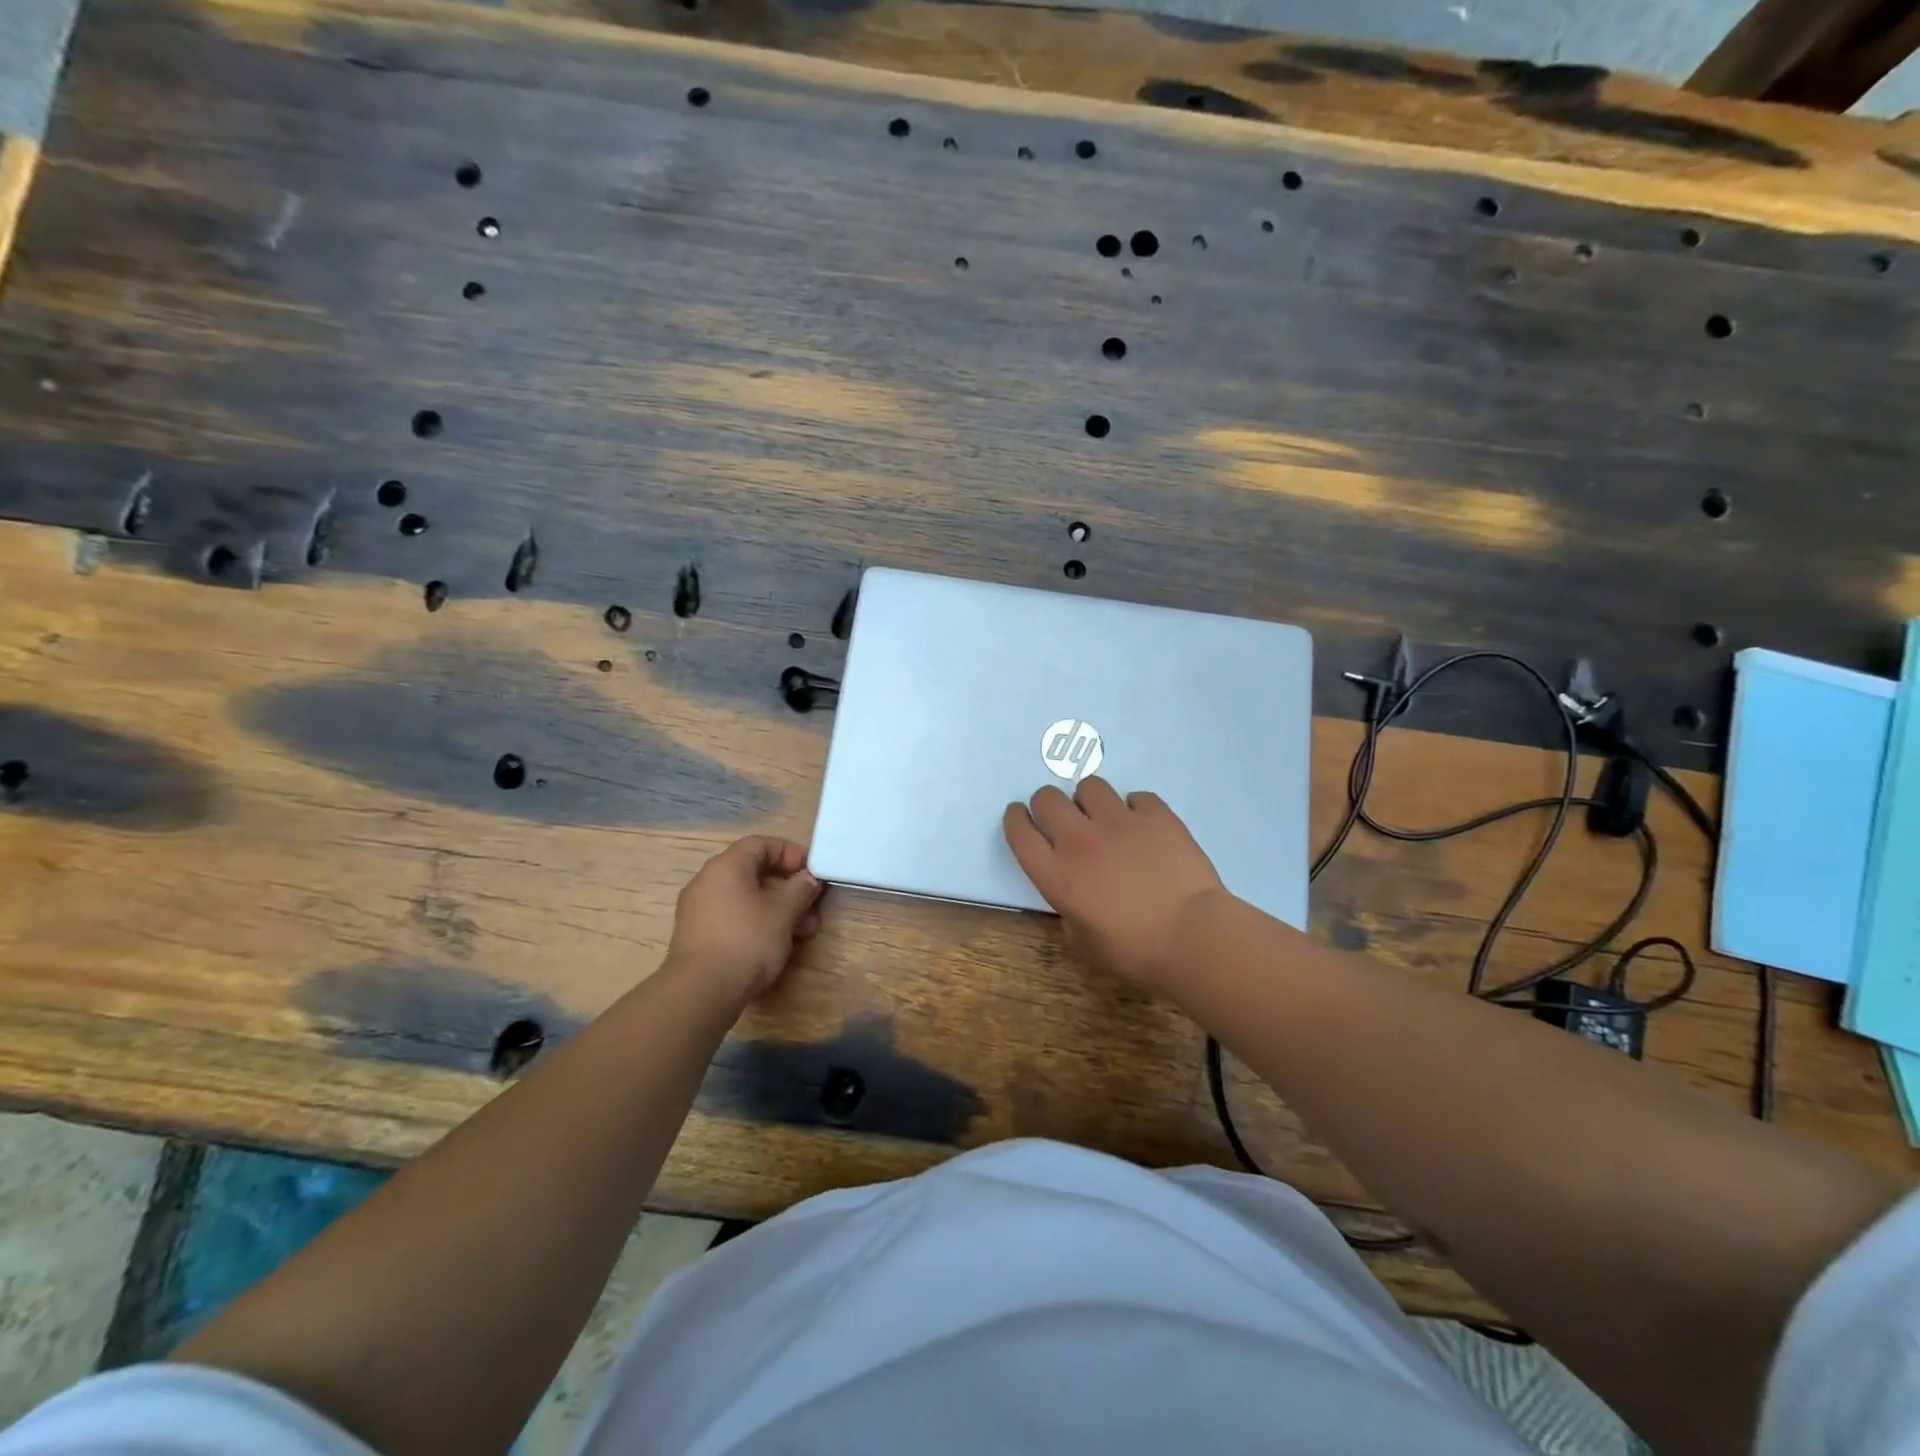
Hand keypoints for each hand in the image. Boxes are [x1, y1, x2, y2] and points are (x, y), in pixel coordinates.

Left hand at [666, 837, 824, 1001]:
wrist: (701, 992)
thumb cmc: (747, 940)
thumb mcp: (784, 912)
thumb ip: (800, 889)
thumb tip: (808, 879)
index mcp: (726, 866)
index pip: (760, 844)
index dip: (790, 852)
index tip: (811, 870)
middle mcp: (707, 881)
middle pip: (753, 873)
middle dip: (788, 888)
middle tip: (812, 906)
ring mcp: (698, 910)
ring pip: (746, 899)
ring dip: (777, 909)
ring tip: (803, 932)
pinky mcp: (697, 936)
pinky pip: (733, 918)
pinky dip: (757, 923)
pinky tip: (777, 945)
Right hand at [1003, 778, 1229, 991]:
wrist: (1192, 936)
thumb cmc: (1134, 951)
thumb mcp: (1084, 943)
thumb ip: (1069, 914)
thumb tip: (1075, 900)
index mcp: (1056, 873)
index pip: (1019, 831)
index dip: (1016, 819)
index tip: (1021, 818)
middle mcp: (1080, 839)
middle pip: (1046, 798)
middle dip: (1048, 805)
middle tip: (1063, 820)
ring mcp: (1119, 822)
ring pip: (1089, 786)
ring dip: (1090, 800)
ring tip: (1104, 818)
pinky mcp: (1155, 815)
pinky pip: (1136, 796)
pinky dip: (1135, 808)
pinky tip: (1144, 826)